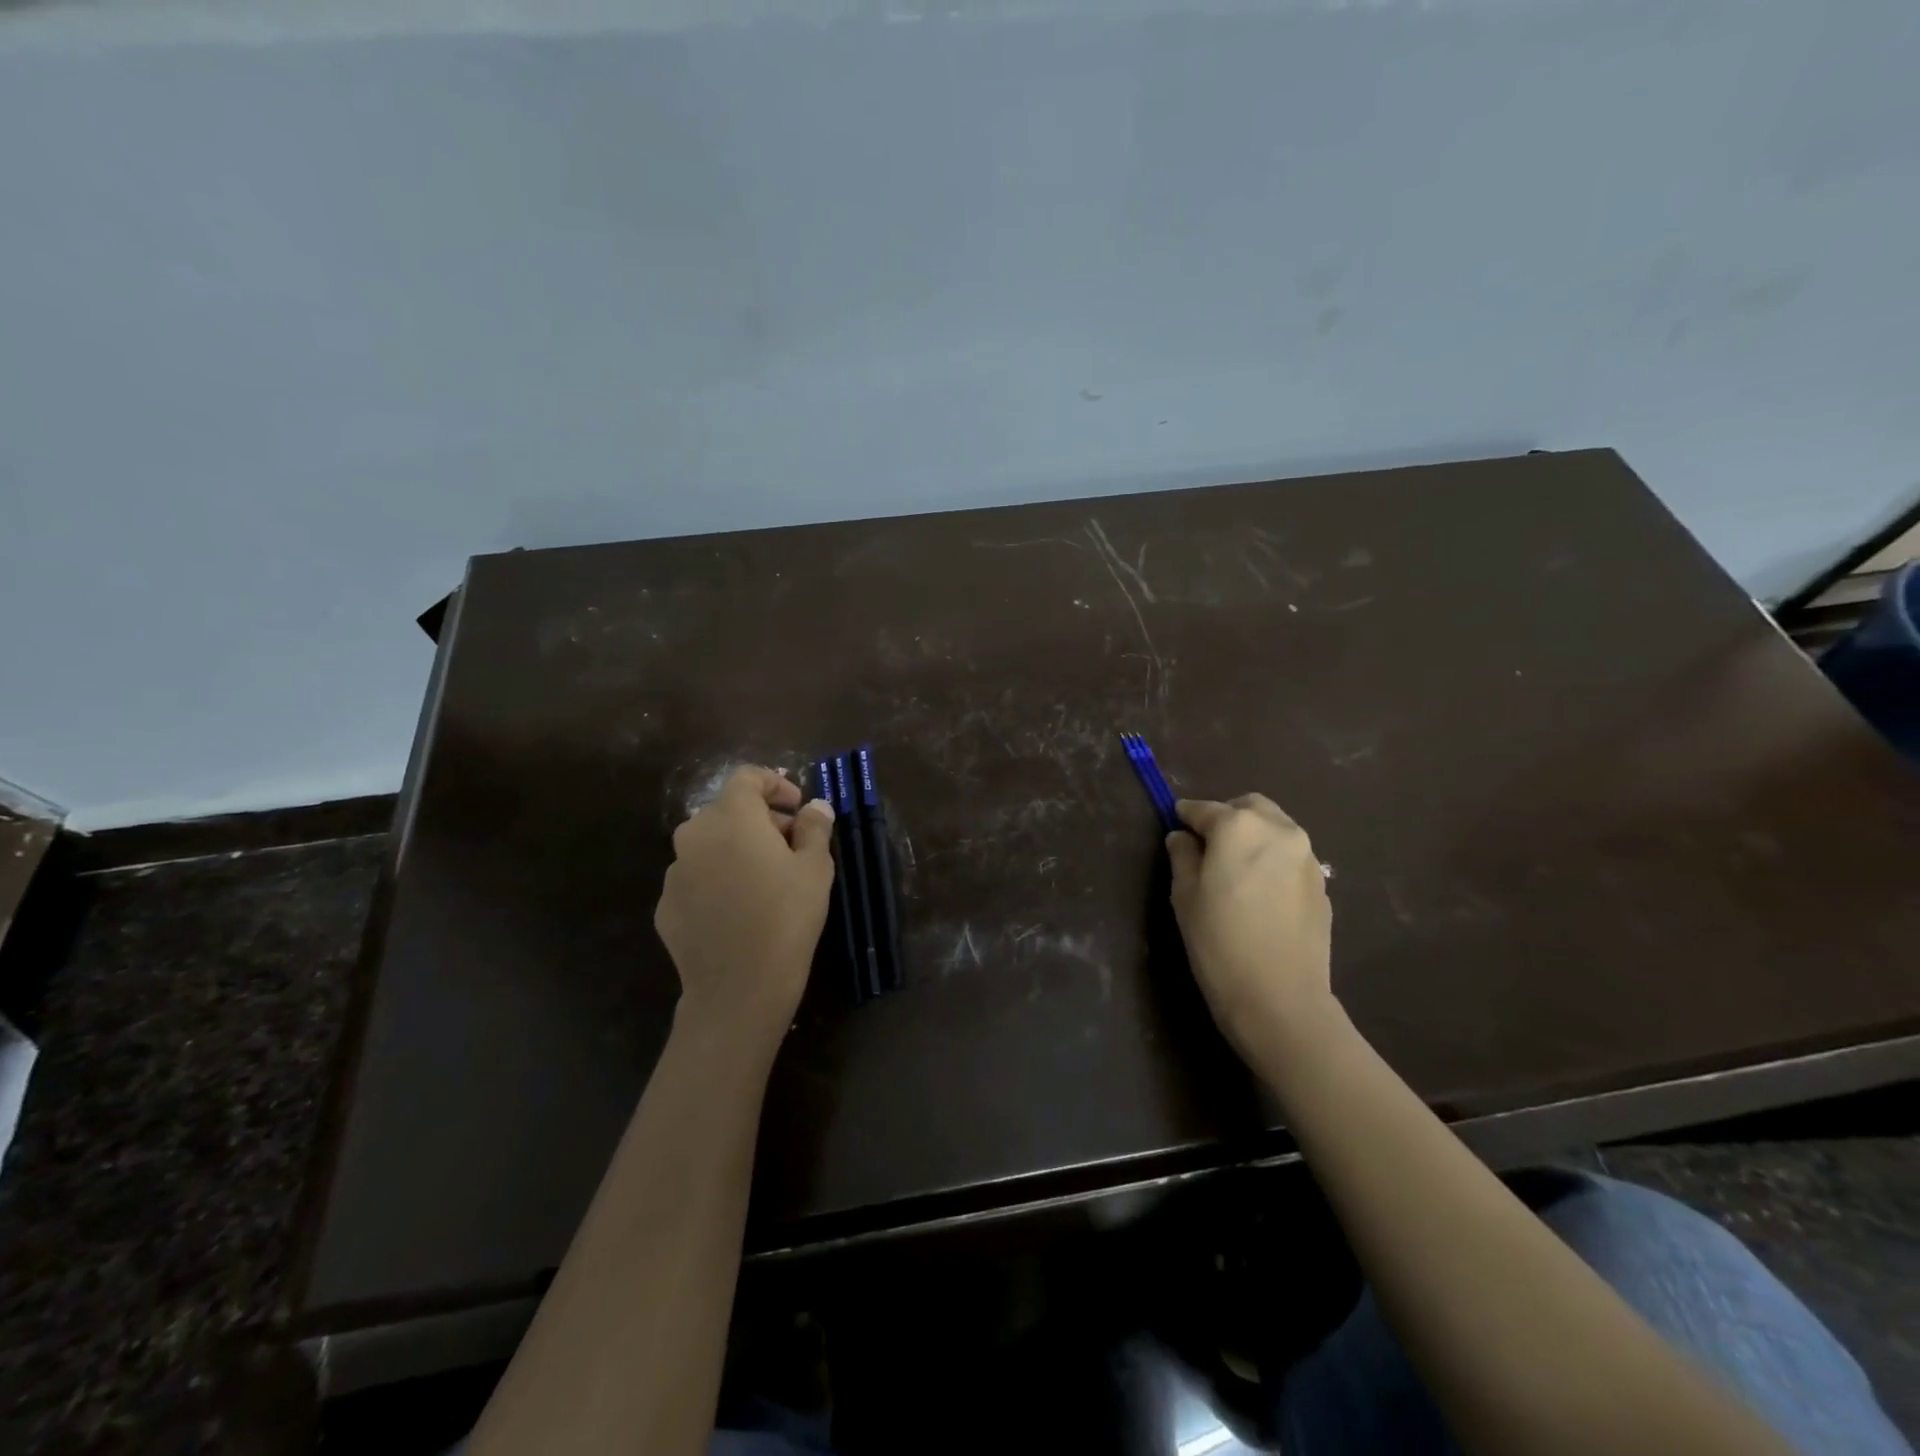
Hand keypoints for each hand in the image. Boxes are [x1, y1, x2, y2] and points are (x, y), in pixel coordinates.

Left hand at [655, 766, 835, 1050]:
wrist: (738, 988)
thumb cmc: (786, 917)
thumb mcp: (815, 868)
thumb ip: (814, 828)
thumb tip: (815, 807)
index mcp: (731, 816)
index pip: (747, 777)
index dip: (775, 784)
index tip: (798, 806)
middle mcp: (694, 835)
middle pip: (727, 810)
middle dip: (760, 819)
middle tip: (791, 844)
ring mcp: (674, 872)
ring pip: (709, 844)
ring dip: (737, 848)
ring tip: (766, 879)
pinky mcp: (665, 906)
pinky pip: (696, 878)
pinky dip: (718, 879)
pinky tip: (740, 909)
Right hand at [1165, 794, 1334, 1055]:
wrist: (1280, 997)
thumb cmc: (1219, 941)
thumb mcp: (1185, 895)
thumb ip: (1182, 855)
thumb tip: (1183, 837)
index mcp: (1239, 826)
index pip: (1204, 808)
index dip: (1185, 815)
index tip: (1175, 824)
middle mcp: (1278, 830)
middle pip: (1248, 807)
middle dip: (1226, 817)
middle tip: (1207, 846)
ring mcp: (1306, 856)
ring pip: (1274, 829)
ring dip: (1253, 836)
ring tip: (1235, 869)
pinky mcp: (1321, 883)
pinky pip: (1290, 857)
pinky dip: (1272, 860)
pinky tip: (1260, 892)